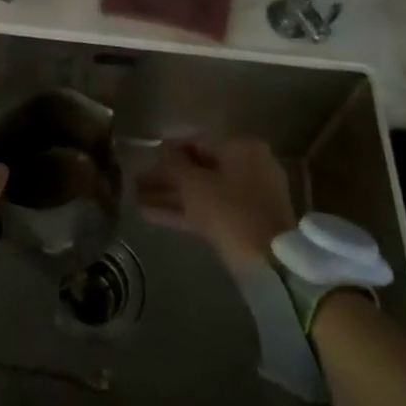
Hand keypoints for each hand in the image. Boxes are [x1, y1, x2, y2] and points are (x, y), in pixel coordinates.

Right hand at [136, 139, 293, 271]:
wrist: (269, 263)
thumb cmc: (230, 211)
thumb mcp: (195, 184)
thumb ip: (175, 164)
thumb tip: (162, 148)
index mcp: (242, 149)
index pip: (198, 143)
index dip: (168, 151)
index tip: (146, 158)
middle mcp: (248, 168)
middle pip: (199, 170)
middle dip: (166, 178)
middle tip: (136, 182)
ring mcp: (247, 198)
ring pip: (201, 193)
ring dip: (169, 196)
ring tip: (135, 198)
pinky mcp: (242, 225)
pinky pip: (208, 210)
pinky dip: (183, 211)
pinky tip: (149, 214)